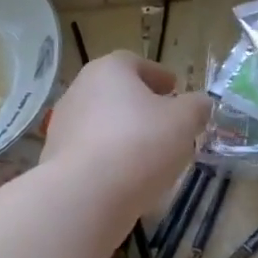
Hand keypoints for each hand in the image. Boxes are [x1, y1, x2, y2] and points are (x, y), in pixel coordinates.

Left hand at [42, 52, 209, 224]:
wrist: (85, 195)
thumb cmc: (140, 144)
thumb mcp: (184, 122)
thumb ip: (196, 107)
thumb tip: (200, 103)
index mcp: (108, 70)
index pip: (134, 63)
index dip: (158, 75)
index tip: (174, 89)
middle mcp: (79, 91)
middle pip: (115, 93)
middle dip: (141, 106)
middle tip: (165, 122)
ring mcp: (63, 127)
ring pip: (102, 124)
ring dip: (125, 134)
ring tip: (150, 155)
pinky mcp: (57, 161)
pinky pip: (91, 154)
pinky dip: (109, 160)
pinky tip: (128, 178)